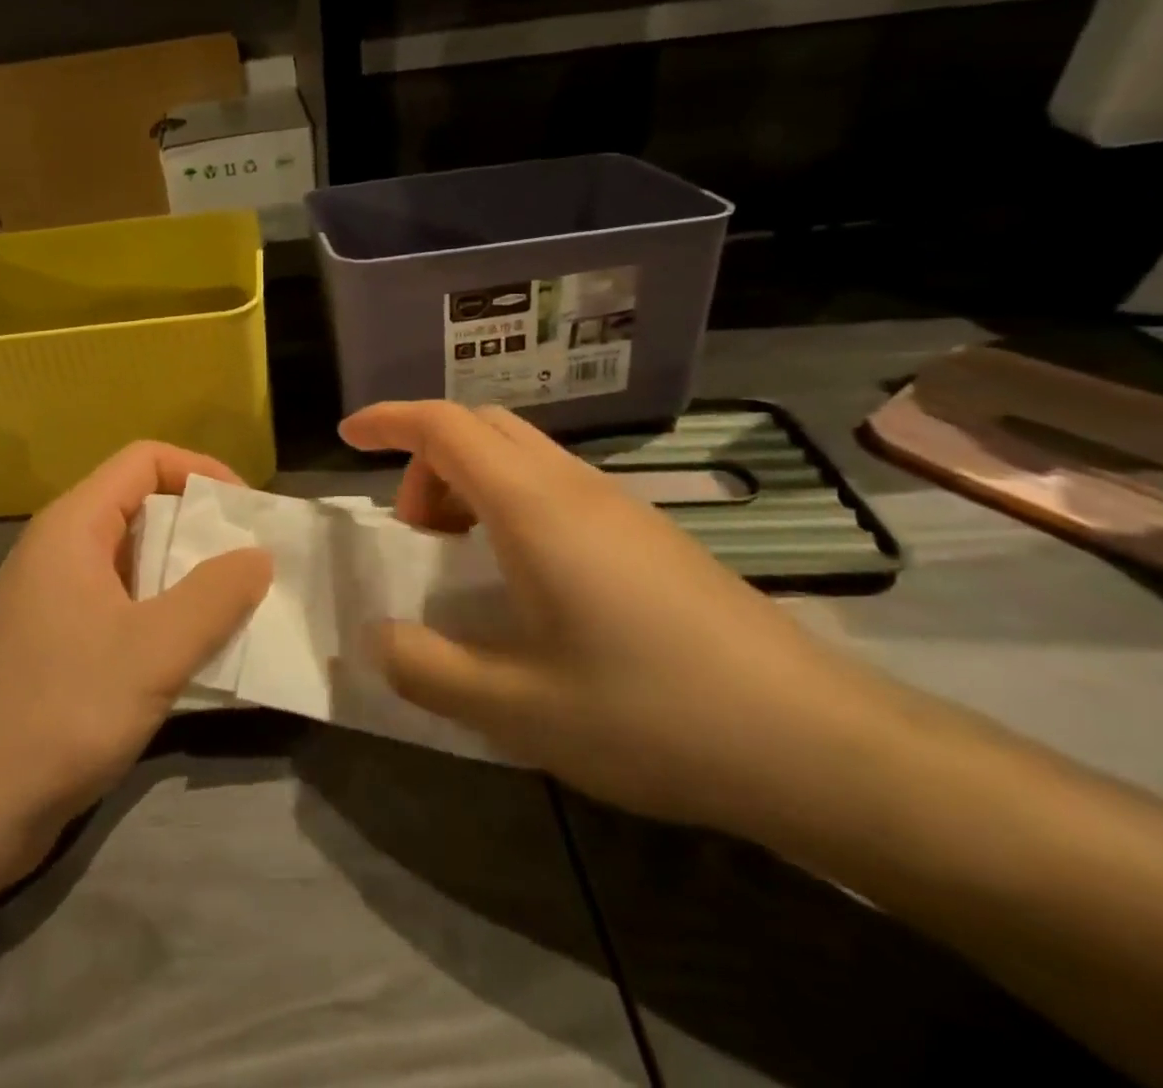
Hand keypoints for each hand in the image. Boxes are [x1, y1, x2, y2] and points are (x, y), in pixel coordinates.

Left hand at [0, 443, 271, 878]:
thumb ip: (215, 595)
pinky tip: (193, 651)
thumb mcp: (154, 651)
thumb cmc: (60, 712)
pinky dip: (162, 614)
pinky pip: (120, 605)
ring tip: (236, 606)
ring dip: (186, 576)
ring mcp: (52, 598)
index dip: (201, 470)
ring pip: (133, 561)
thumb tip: (258, 555)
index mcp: (73, 527)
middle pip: (141, 506)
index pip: (145, 459)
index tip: (247, 513)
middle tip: (251, 563)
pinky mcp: (54, 643)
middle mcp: (59, 549)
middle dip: (201, 528)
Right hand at [339, 401, 885, 831]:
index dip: (388, 420)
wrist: (814, 742)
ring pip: (520, 454)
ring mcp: (618, 506)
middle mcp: (573, 487)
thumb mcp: (515, 709)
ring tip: (462, 559)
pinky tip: (524, 581)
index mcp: (533, 508)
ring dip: (470, 484)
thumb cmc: (651, 714)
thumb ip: (426, 669)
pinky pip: (553, 486)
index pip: (444, 426)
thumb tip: (377, 637)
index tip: (347, 436)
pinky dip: (508, 504)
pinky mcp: (647, 533)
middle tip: (414, 534)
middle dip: (426, 461)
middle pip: (481, 428)